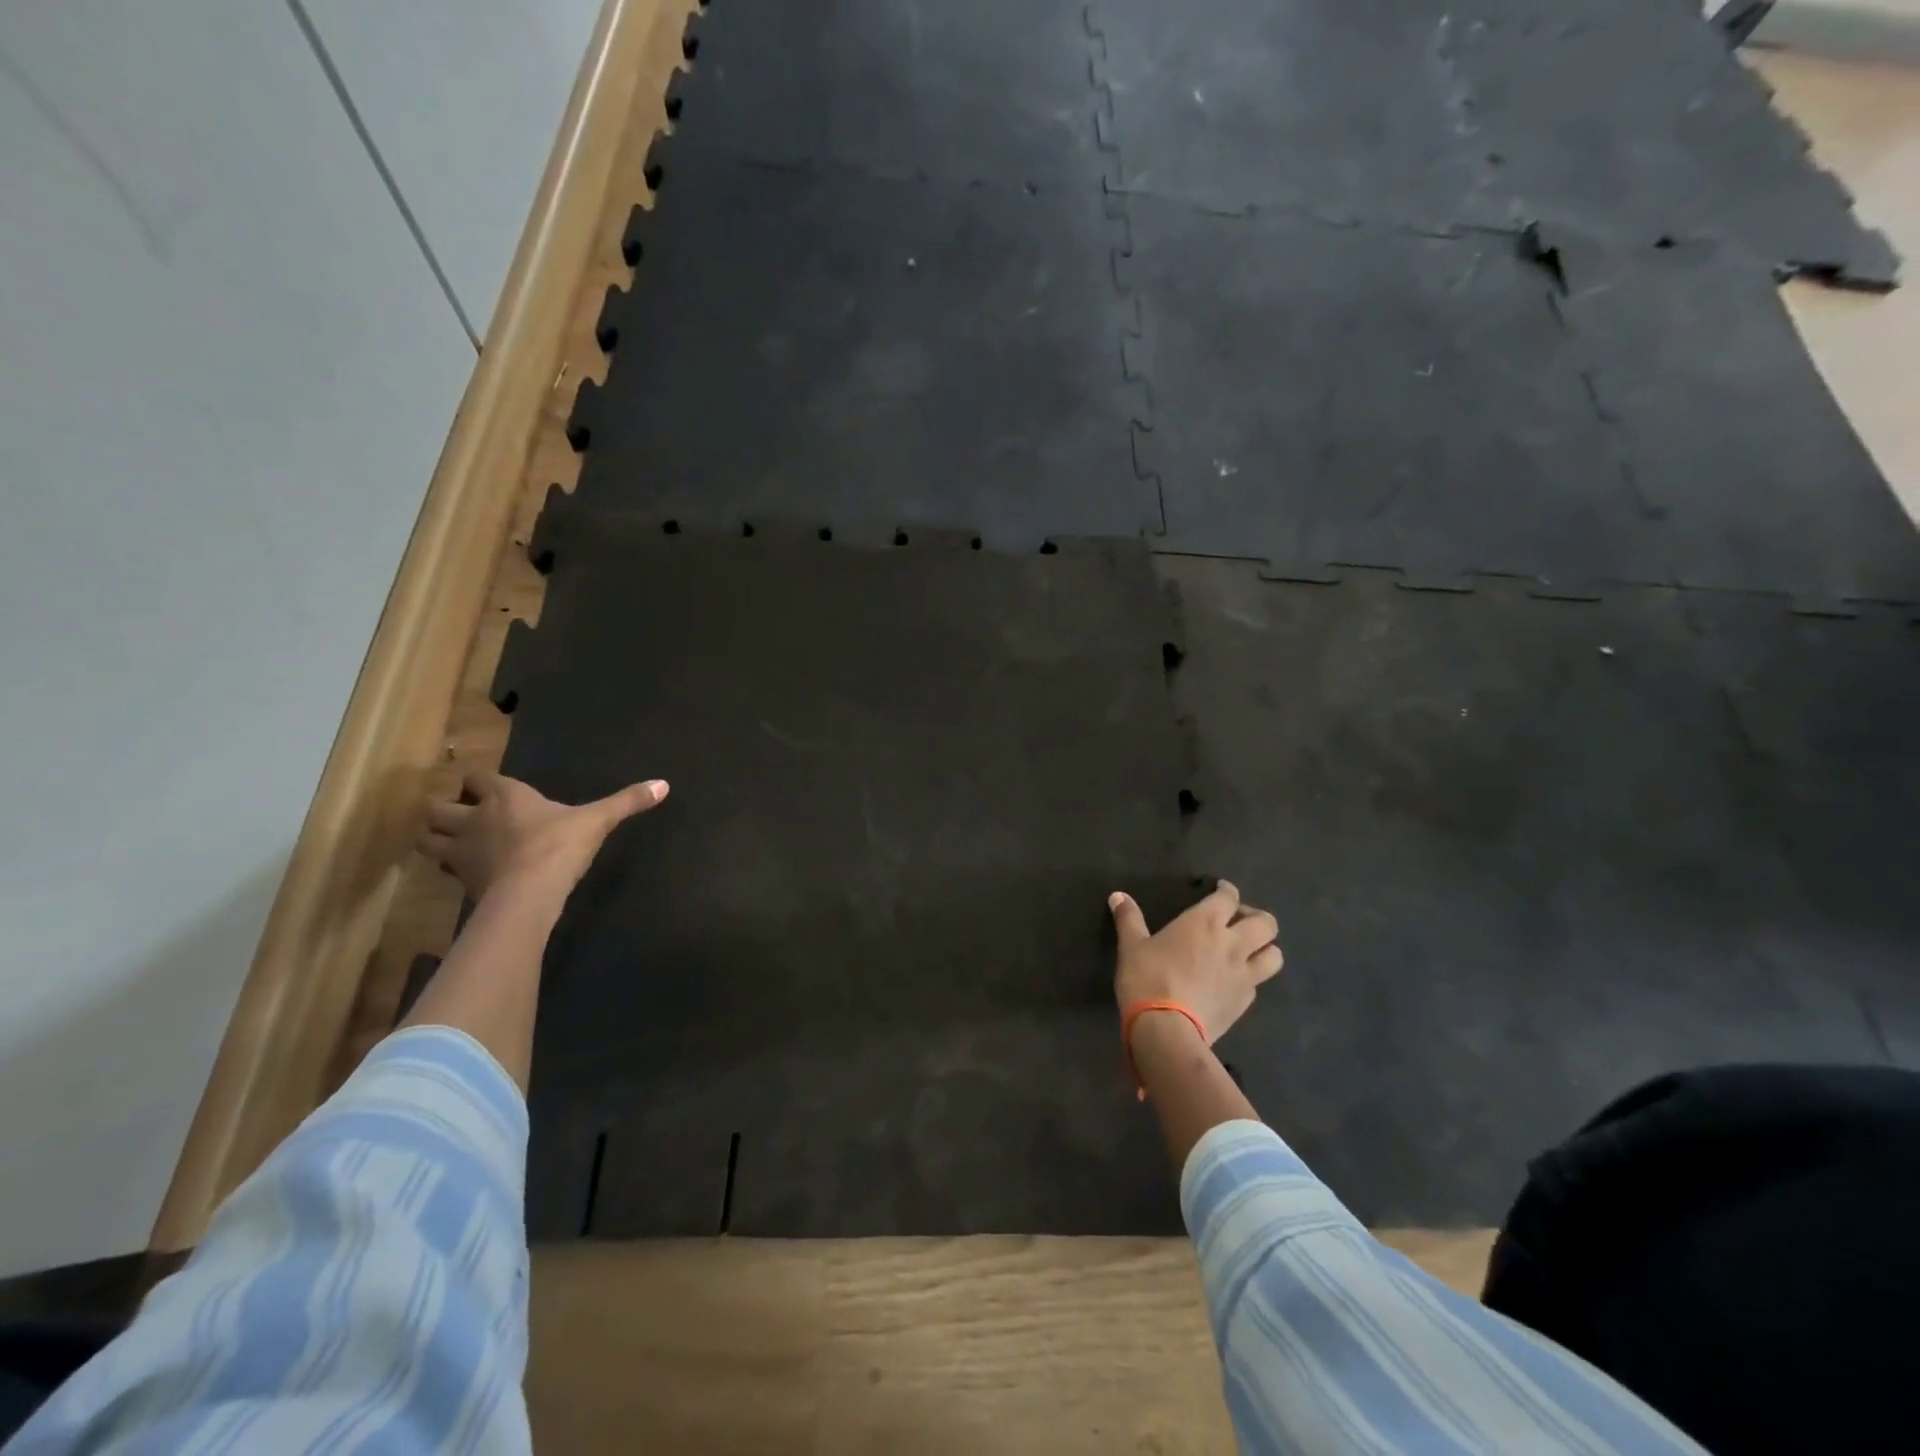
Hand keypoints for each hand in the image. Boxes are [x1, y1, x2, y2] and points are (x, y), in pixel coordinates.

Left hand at [418, 771, 668, 899]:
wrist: (529, 893)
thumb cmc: (559, 846)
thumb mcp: (597, 821)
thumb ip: (626, 802)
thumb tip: (664, 784)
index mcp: (505, 796)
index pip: (475, 777)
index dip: (477, 782)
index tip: (486, 789)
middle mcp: (475, 818)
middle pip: (435, 808)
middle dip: (442, 810)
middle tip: (461, 817)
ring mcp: (462, 851)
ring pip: (426, 839)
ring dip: (435, 838)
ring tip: (453, 843)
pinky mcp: (460, 881)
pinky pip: (443, 870)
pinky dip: (448, 868)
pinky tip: (467, 872)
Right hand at [1108, 880, 1282, 1043]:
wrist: (1166, 1029)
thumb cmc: (1147, 978)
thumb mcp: (1131, 945)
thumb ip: (1128, 918)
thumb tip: (1117, 896)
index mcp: (1205, 922)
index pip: (1229, 897)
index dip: (1227, 890)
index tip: (1220, 890)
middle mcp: (1232, 943)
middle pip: (1266, 923)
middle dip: (1256, 918)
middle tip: (1237, 922)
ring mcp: (1243, 974)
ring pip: (1275, 955)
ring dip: (1265, 949)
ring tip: (1248, 952)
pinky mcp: (1245, 1002)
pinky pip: (1258, 983)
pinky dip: (1251, 978)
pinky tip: (1234, 982)